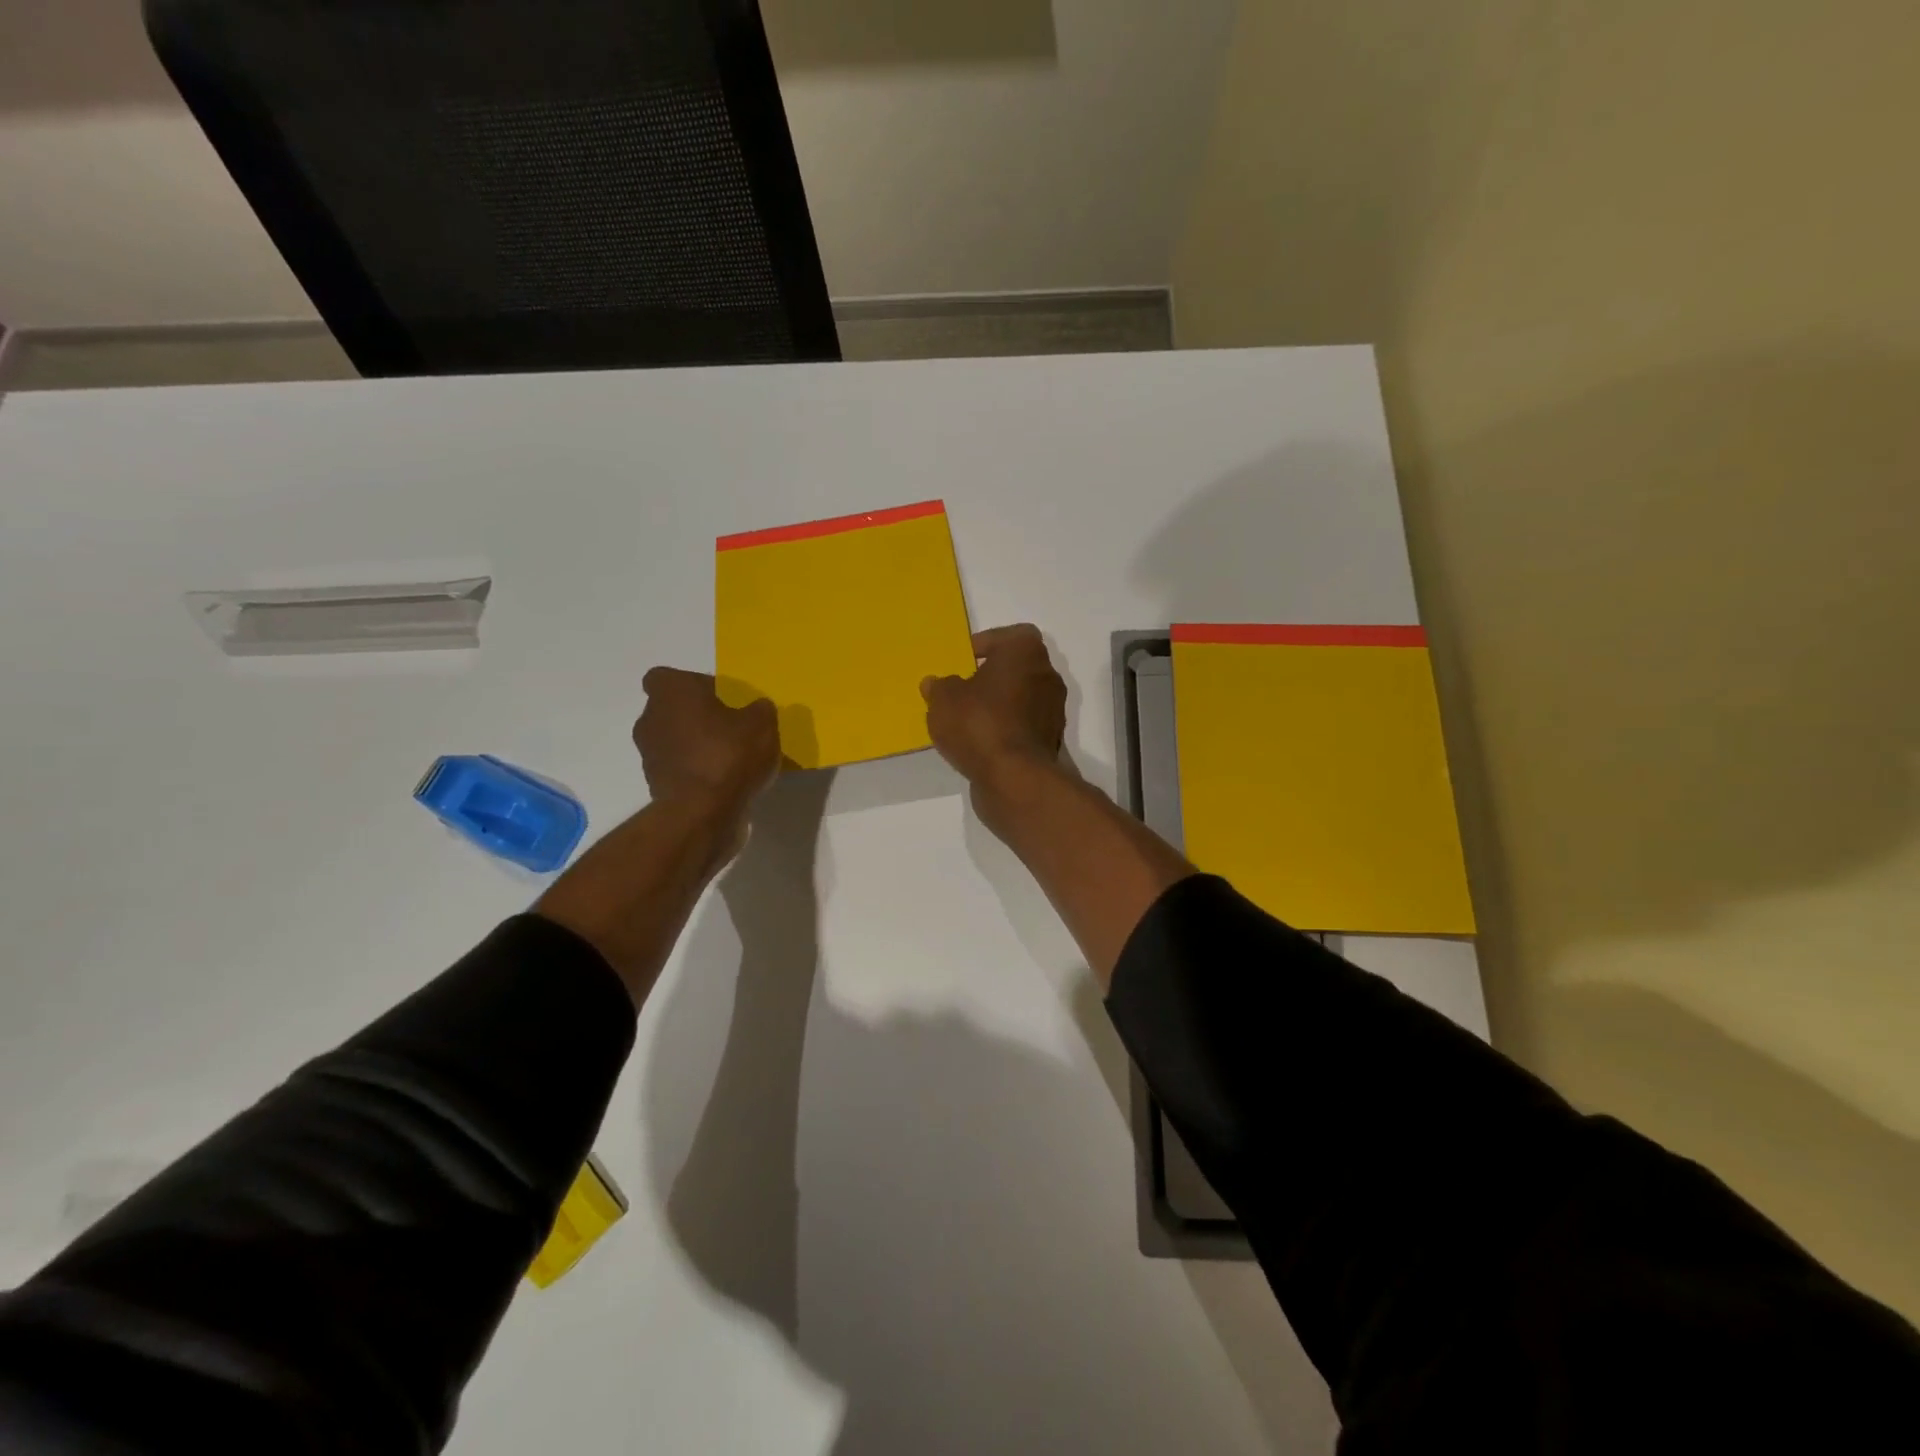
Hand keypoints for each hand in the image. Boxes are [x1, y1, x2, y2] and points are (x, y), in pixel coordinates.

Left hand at [636, 668, 780, 815]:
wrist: (703, 813)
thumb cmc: (729, 754)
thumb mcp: (763, 723)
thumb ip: (760, 710)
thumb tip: (757, 709)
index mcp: (671, 693)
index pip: (667, 678)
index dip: (693, 685)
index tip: (718, 699)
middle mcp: (651, 719)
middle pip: (671, 710)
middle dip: (696, 718)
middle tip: (729, 729)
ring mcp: (649, 755)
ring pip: (673, 741)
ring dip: (695, 747)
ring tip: (731, 760)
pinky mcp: (655, 786)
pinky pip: (678, 770)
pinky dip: (696, 773)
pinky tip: (724, 783)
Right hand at [922, 624, 1067, 788]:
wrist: (1014, 778)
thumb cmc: (979, 723)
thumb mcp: (943, 700)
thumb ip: (939, 687)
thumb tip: (935, 684)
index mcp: (1026, 652)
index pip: (1009, 636)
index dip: (985, 645)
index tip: (963, 661)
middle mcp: (1047, 675)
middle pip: (1017, 668)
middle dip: (991, 677)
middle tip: (962, 689)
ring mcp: (1053, 710)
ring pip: (1021, 698)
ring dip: (999, 705)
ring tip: (967, 720)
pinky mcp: (1051, 740)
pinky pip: (1023, 725)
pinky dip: (1006, 729)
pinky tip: (981, 743)